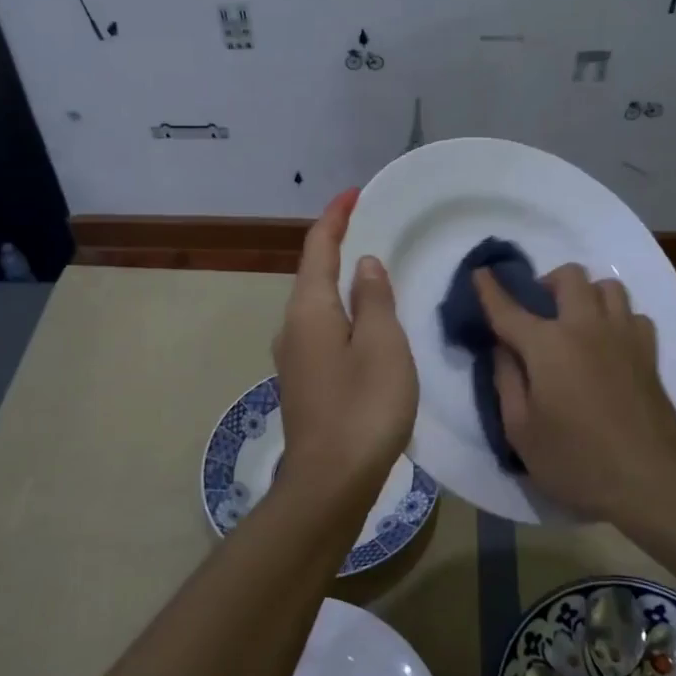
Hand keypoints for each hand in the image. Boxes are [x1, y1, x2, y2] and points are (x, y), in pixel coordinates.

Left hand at [272, 189, 417, 504]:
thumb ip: (375, 298)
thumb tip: (364, 264)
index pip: (318, 248)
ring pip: (318, 304)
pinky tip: (366, 322)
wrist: (331, 482)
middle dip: (338, 245)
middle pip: (313, 273)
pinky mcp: (305, 381)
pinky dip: (343, 311)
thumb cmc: (364, 407)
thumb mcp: (383, 344)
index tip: (354, 193)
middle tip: (370, 226)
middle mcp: (293, 326)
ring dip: (340, 280)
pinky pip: (324, 329)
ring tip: (373, 268)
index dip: (335, 217)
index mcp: (310, 309)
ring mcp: (295, 357)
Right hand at [474, 263, 675, 521]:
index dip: (490, 289)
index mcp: (547, 345)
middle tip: (538, 313)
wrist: (651, 479)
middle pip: (569, 276)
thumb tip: (502, 349)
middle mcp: (586, 326)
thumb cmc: (576, 459)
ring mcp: (623, 335)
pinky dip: (617, 318)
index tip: (480, 273)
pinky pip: (632, 314)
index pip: (509, 308)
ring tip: (575, 322)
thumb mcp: (520, 430)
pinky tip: (608, 343)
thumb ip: (506, 381)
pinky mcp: (649, 352)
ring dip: (586, 294)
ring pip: (607, 286)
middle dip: (547, 284)